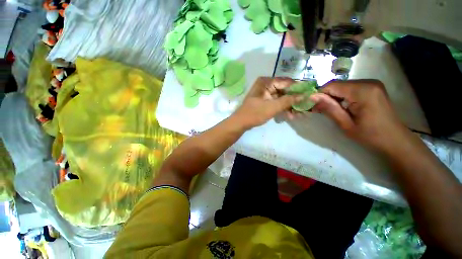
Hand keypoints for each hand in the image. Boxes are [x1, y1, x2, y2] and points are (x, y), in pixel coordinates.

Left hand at [233, 77, 302, 128]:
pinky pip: (277, 103)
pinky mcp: (265, 102)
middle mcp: (266, 86)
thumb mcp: (272, 107)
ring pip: (282, 98)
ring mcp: (266, 94)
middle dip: (295, 100)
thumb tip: (305, 95)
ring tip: (301, 114)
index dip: (299, 88)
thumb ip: (289, 100)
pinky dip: (283, 109)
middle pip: (285, 91)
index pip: (286, 82)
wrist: (241, 123)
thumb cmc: (255, 113)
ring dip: (290, 106)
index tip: (310, 94)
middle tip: (306, 106)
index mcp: (266, 82)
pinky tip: (291, 116)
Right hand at [309, 79, 410, 152]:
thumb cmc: (370, 135)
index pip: (332, 85)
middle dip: (326, 96)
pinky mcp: (373, 88)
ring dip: (333, 97)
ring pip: (343, 86)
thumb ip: (329, 108)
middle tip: (320, 111)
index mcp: (363, 91)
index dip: (319, 95)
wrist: (395, 140)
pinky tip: (342, 107)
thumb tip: (312, 97)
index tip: (313, 107)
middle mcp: (368, 82)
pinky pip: (351, 88)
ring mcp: (372, 84)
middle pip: (337, 85)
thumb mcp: (345, 124)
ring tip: (331, 110)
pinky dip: (342, 97)